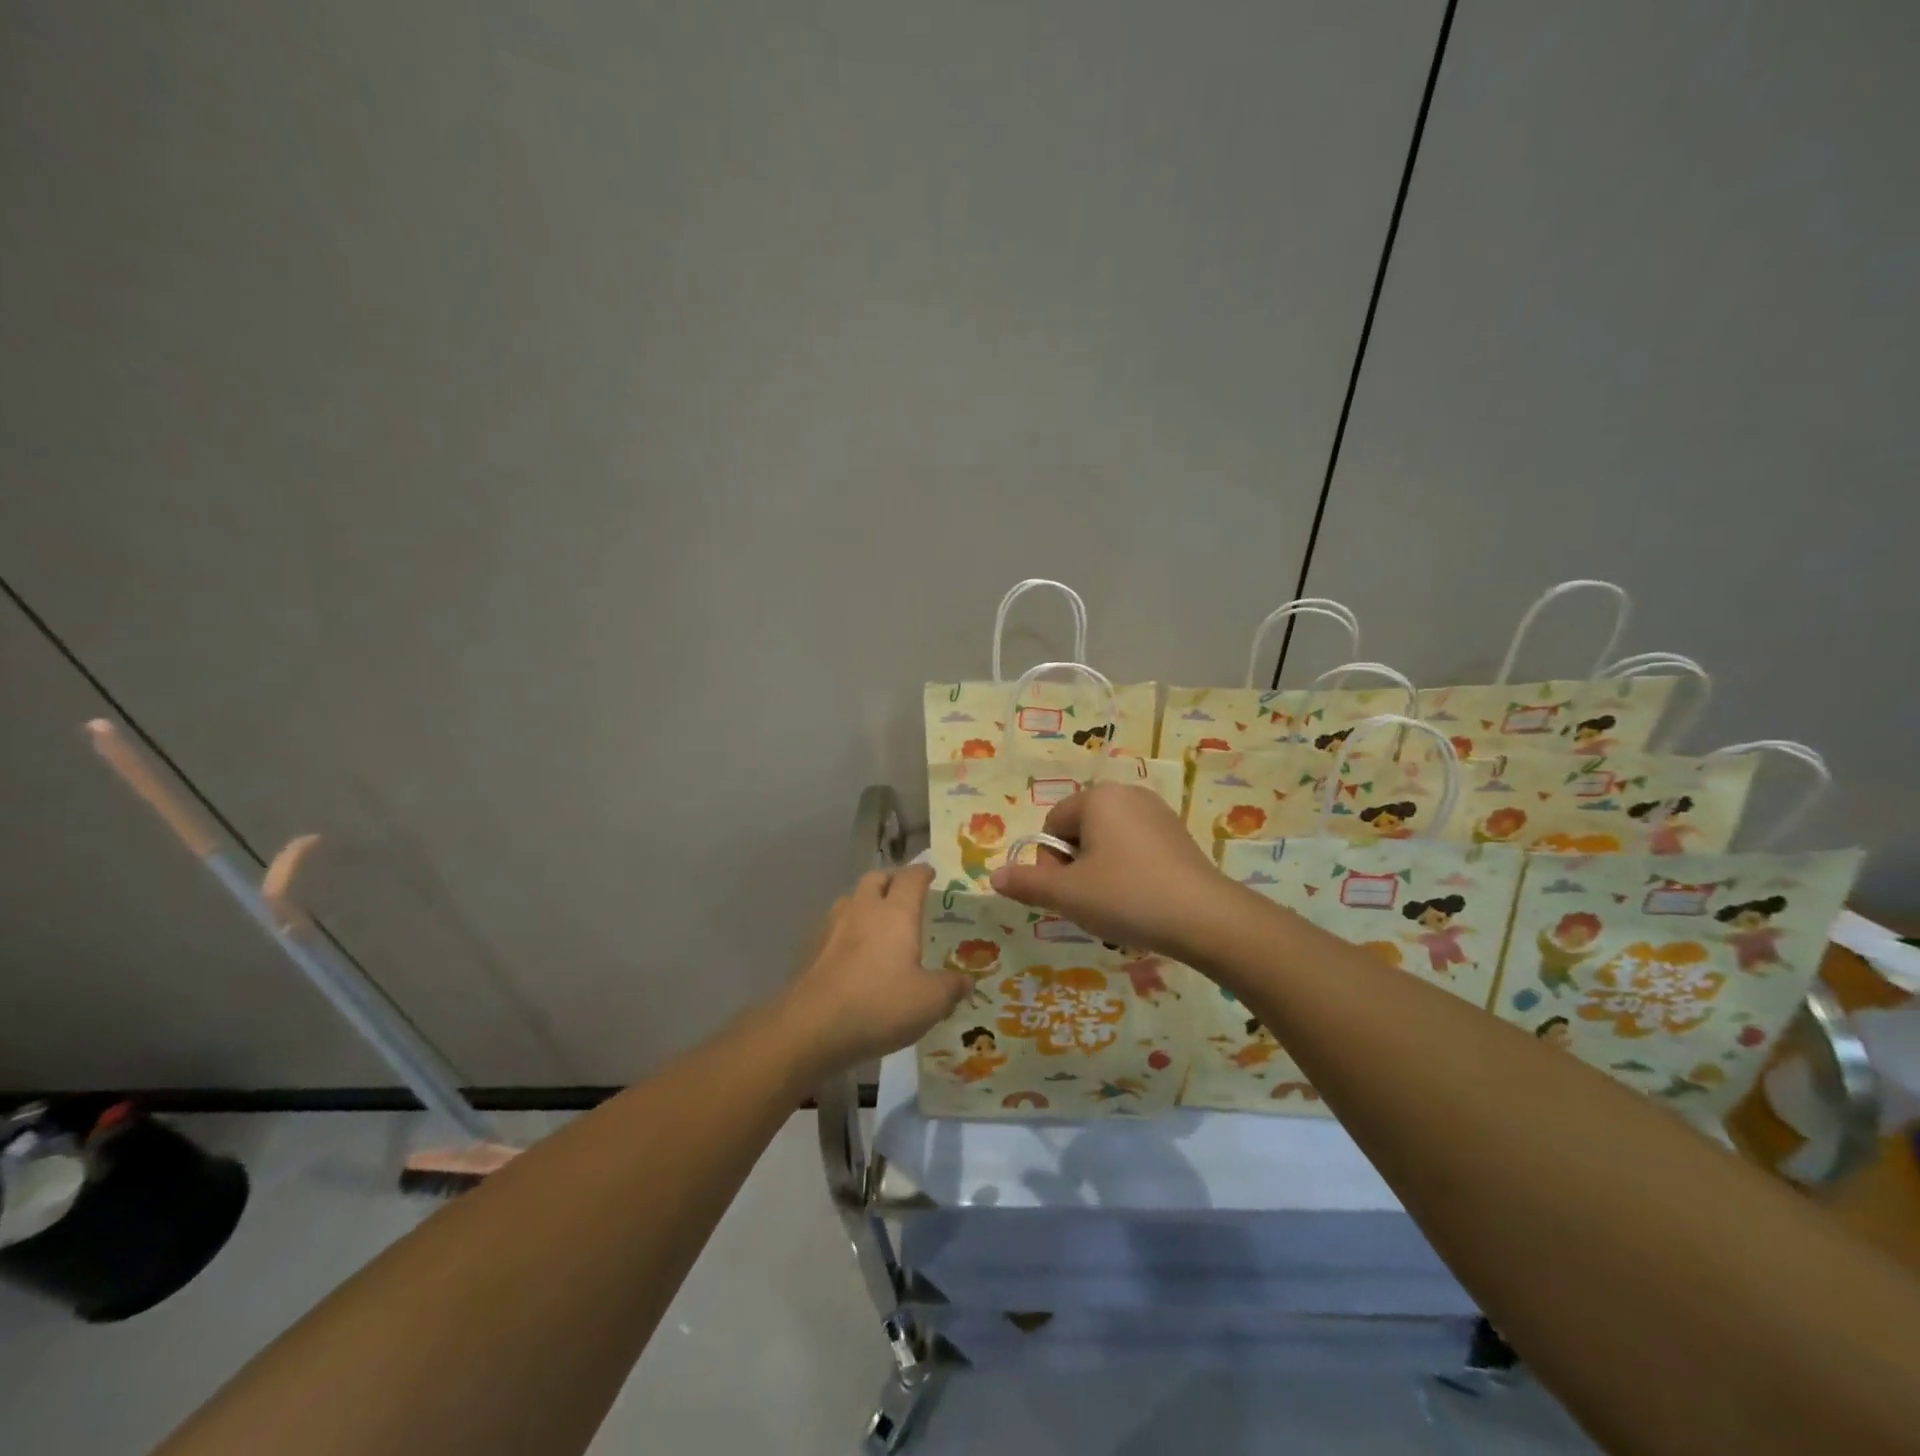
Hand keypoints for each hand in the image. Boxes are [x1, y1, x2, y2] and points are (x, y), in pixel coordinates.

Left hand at [777, 864, 967, 1080]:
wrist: (811, 1027)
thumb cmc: (879, 1005)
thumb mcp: (929, 1002)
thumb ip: (951, 987)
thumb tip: (967, 981)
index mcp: (895, 913)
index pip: (911, 877)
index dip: (923, 872)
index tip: (931, 873)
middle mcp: (863, 909)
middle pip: (876, 877)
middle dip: (892, 879)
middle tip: (904, 893)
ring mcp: (832, 926)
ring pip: (851, 898)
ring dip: (866, 901)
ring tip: (878, 921)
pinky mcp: (812, 948)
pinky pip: (835, 926)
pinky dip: (848, 929)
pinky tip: (854, 952)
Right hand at [989, 783, 1235, 961]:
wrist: (1206, 918)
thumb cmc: (1127, 896)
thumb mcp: (1067, 894)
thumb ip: (1026, 883)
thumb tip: (994, 877)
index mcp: (1098, 797)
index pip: (1051, 827)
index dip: (1049, 865)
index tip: (1066, 895)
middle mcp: (1128, 794)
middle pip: (1079, 832)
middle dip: (1076, 869)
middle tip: (1090, 904)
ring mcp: (1157, 813)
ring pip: (1107, 844)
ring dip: (1100, 874)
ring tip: (1116, 906)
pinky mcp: (1178, 835)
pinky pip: (1136, 850)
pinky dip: (1129, 873)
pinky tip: (1141, 902)